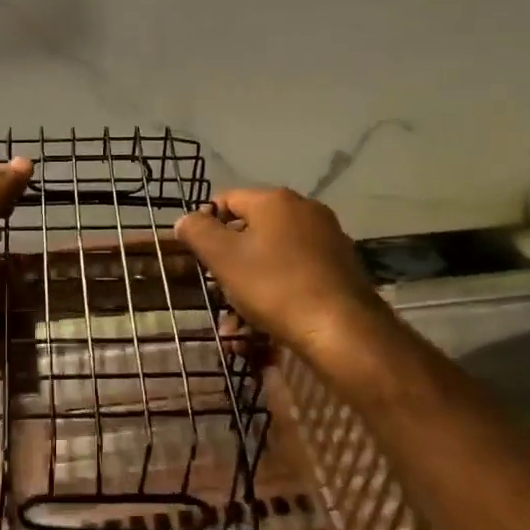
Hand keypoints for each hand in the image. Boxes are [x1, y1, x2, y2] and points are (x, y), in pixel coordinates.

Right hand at [175, 187, 383, 355]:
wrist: (344, 331)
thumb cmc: (276, 287)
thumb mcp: (224, 258)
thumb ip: (199, 232)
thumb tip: (186, 219)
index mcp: (275, 200)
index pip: (227, 199)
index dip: (206, 223)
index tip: (196, 255)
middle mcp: (304, 210)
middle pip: (251, 229)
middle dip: (229, 262)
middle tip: (215, 291)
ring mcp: (326, 239)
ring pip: (272, 257)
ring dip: (248, 285)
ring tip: (235, 325)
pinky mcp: (340, 269)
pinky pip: (295, 274)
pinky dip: (276, 293)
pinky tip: (264, 328)